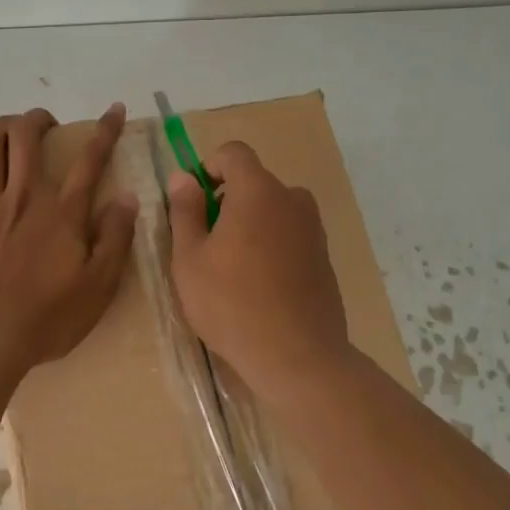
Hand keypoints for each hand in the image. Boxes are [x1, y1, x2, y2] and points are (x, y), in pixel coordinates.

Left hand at [0, 104, 137, 371]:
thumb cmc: (46, 317)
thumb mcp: (99, 285)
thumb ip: (115, 238)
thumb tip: (127, 197)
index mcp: (63, 213)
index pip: (90, 160)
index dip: (105, 130)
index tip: (114, 108)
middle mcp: (24, 197)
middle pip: (27, 138)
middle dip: (38, 120)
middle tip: (47, 124)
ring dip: (1, 126)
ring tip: (10, 127)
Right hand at [167, 140, 349, 384]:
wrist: (297, 356)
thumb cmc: (231, 303)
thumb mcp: (190, 258)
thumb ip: (185, 211)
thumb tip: (184, 177)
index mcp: (257, 191)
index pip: (234, 153)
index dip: (209, 167)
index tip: (195, 200)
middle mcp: (292, 200)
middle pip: (255, 182)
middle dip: (228, 200)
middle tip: (207, 242)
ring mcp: (313, 229)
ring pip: (274, 210)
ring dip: (251, 223)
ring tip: (232, 266)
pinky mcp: (324, 257)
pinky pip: (291, 235)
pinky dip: (272, 245)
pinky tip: (259, 286)